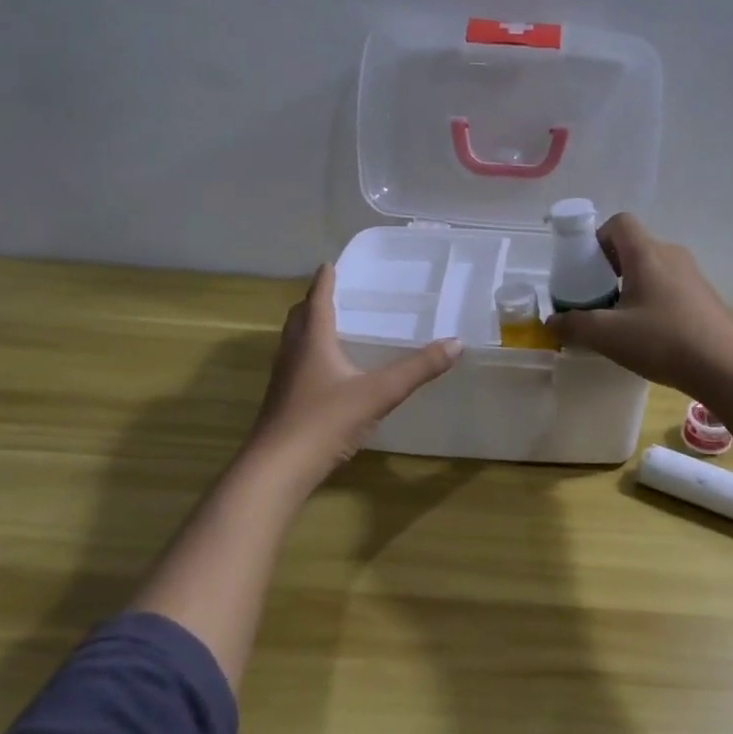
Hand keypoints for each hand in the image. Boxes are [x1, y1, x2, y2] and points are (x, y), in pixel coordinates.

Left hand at [249, 264, 462, 480]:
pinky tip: (325, 374)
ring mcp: (283, 381)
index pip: (317, 301)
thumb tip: (456, 343)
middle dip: (312, 303)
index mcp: (313, 342)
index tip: (329, 264)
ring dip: (307, 330)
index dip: (324, 281)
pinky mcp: (282, 404)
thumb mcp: (378, 393)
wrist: (277, 469)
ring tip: (328, 328)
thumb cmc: (324, 421)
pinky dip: (308, 357)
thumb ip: (417, 369)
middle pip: (299, 319)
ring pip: (293, 343)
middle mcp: (293, 354)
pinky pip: (295, 367)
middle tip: (330, 293)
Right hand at [546, 214, 732, 399]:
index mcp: (647, 254)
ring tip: (621, 320)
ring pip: (654, 268)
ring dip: (633, 285)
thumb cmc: (663, 341)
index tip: (586, 268)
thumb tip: (552, 322)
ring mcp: (694, 276)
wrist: (727, 368)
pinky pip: (671, 286)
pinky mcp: (706, 297)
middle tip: (597, 298)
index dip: (597, 238)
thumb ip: (575, 325)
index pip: (619, 222)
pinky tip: (651, 334)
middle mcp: (672, 255)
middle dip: (611, 267)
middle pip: (635, 245)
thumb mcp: (609, 336)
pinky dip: (654, 299)